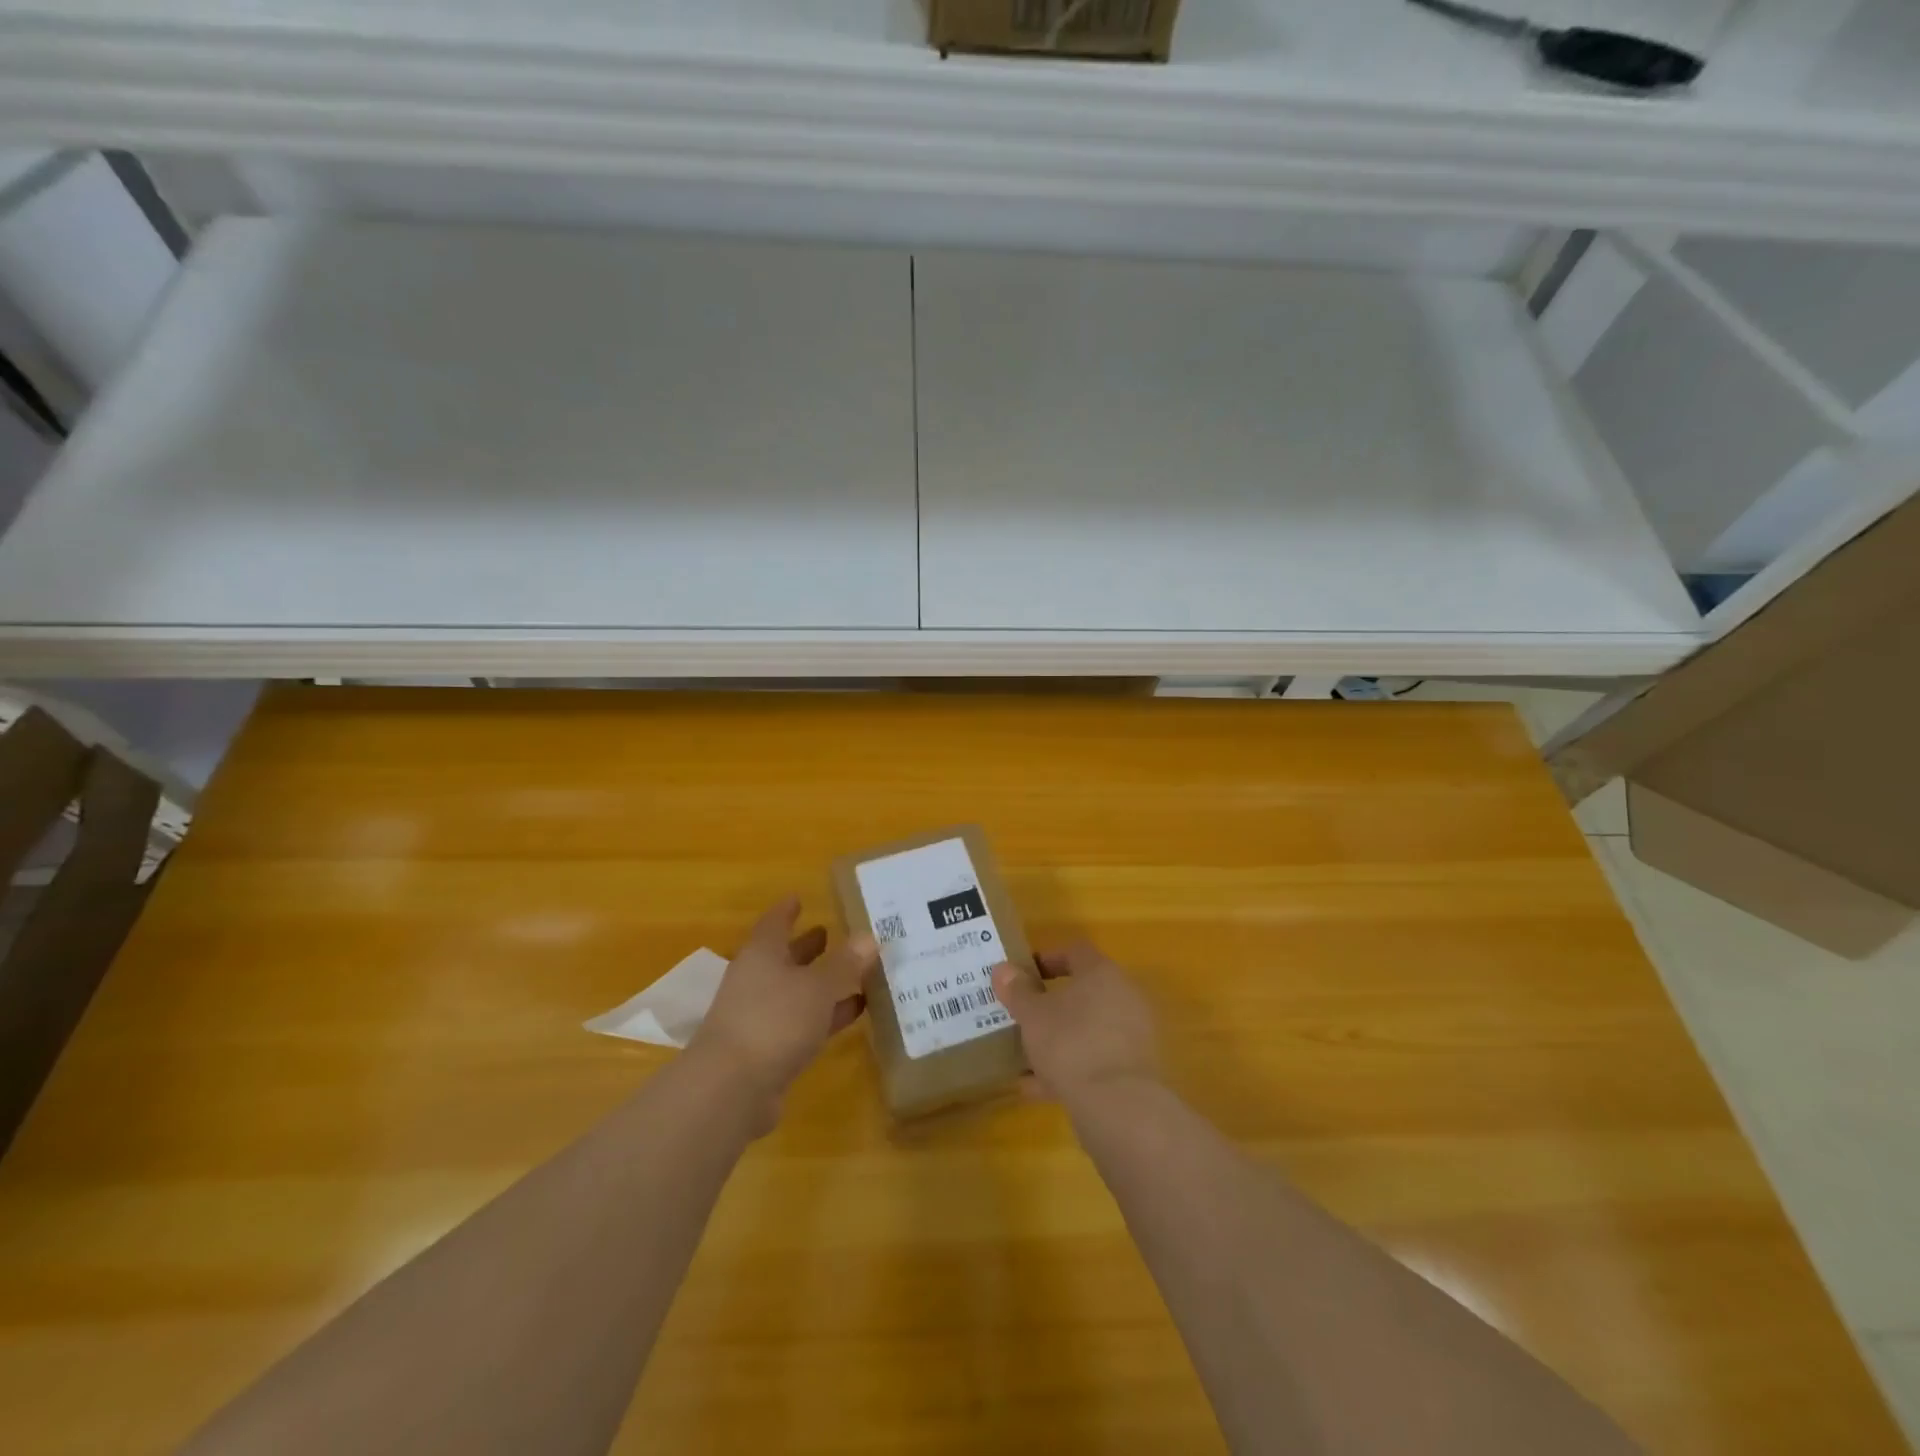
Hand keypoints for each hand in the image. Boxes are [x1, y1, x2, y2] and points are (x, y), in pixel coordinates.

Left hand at [690, 899, 876, 1110]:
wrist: (731, 1089)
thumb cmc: (774, 1021)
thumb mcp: (817, 987)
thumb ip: (845, 963)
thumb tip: (869, 936)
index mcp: (761, 955)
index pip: (774, 923)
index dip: (787, 911)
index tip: (800, 898)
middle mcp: (757, 981)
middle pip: (784, 958)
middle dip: (807, 947)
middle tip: (833, 934)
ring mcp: (760, 1017)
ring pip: (796, 992)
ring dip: (821, 983)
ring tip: (855, 972)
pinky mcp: (769, 1050)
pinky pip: (803, 1022)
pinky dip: (826, 1015)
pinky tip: (854, 1011)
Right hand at [990, 941, 1158, 1108]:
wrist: (1119, 1106)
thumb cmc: (1071, 1043)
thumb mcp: (1032, 1015)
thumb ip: (1017, 990)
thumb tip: (1003, 969)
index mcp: (1102, 973)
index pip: (1075, 952)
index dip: (1047, 959)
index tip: (1024, 975)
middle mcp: (1124, 996)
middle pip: (1083, 993)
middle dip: (1051, 1006)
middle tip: (1023, 1017)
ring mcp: (1134, 1034)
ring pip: (1088, 1030)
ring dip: (1058, 1041)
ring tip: (1025, 1061)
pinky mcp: (1135, 1070)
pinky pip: (1097, 1060)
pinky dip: (1071, 1069)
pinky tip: (1039, 1090)